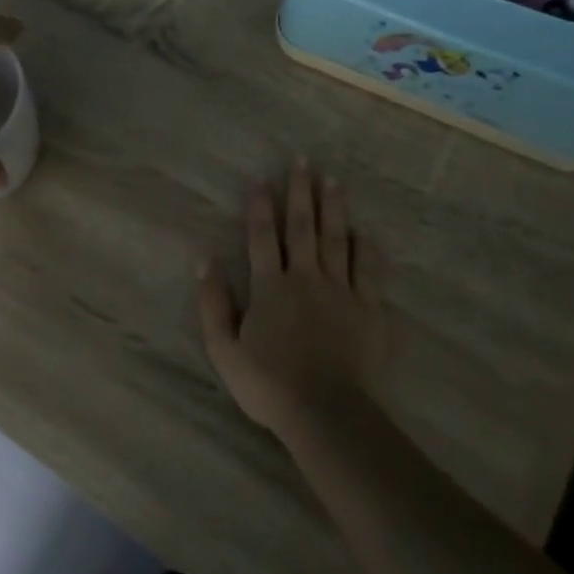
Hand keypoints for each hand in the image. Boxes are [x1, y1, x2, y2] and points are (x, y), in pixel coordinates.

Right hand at [199, 163, 393, 437]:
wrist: (327, 412)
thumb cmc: (269, 384)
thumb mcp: (224, 349)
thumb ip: (213, 304)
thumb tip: (203, 261)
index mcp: (270, 286)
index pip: (262, 237)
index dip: (260, 207)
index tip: (261, 179)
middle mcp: (306, 278)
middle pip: (302, 227)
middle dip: (301, 192)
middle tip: (303, 161)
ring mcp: (341, 291)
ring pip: (337, 240)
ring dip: (334, 208)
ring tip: (333, 180)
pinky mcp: (369, 310)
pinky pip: (370, 271)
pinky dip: (368, 249)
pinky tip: (366, 233)